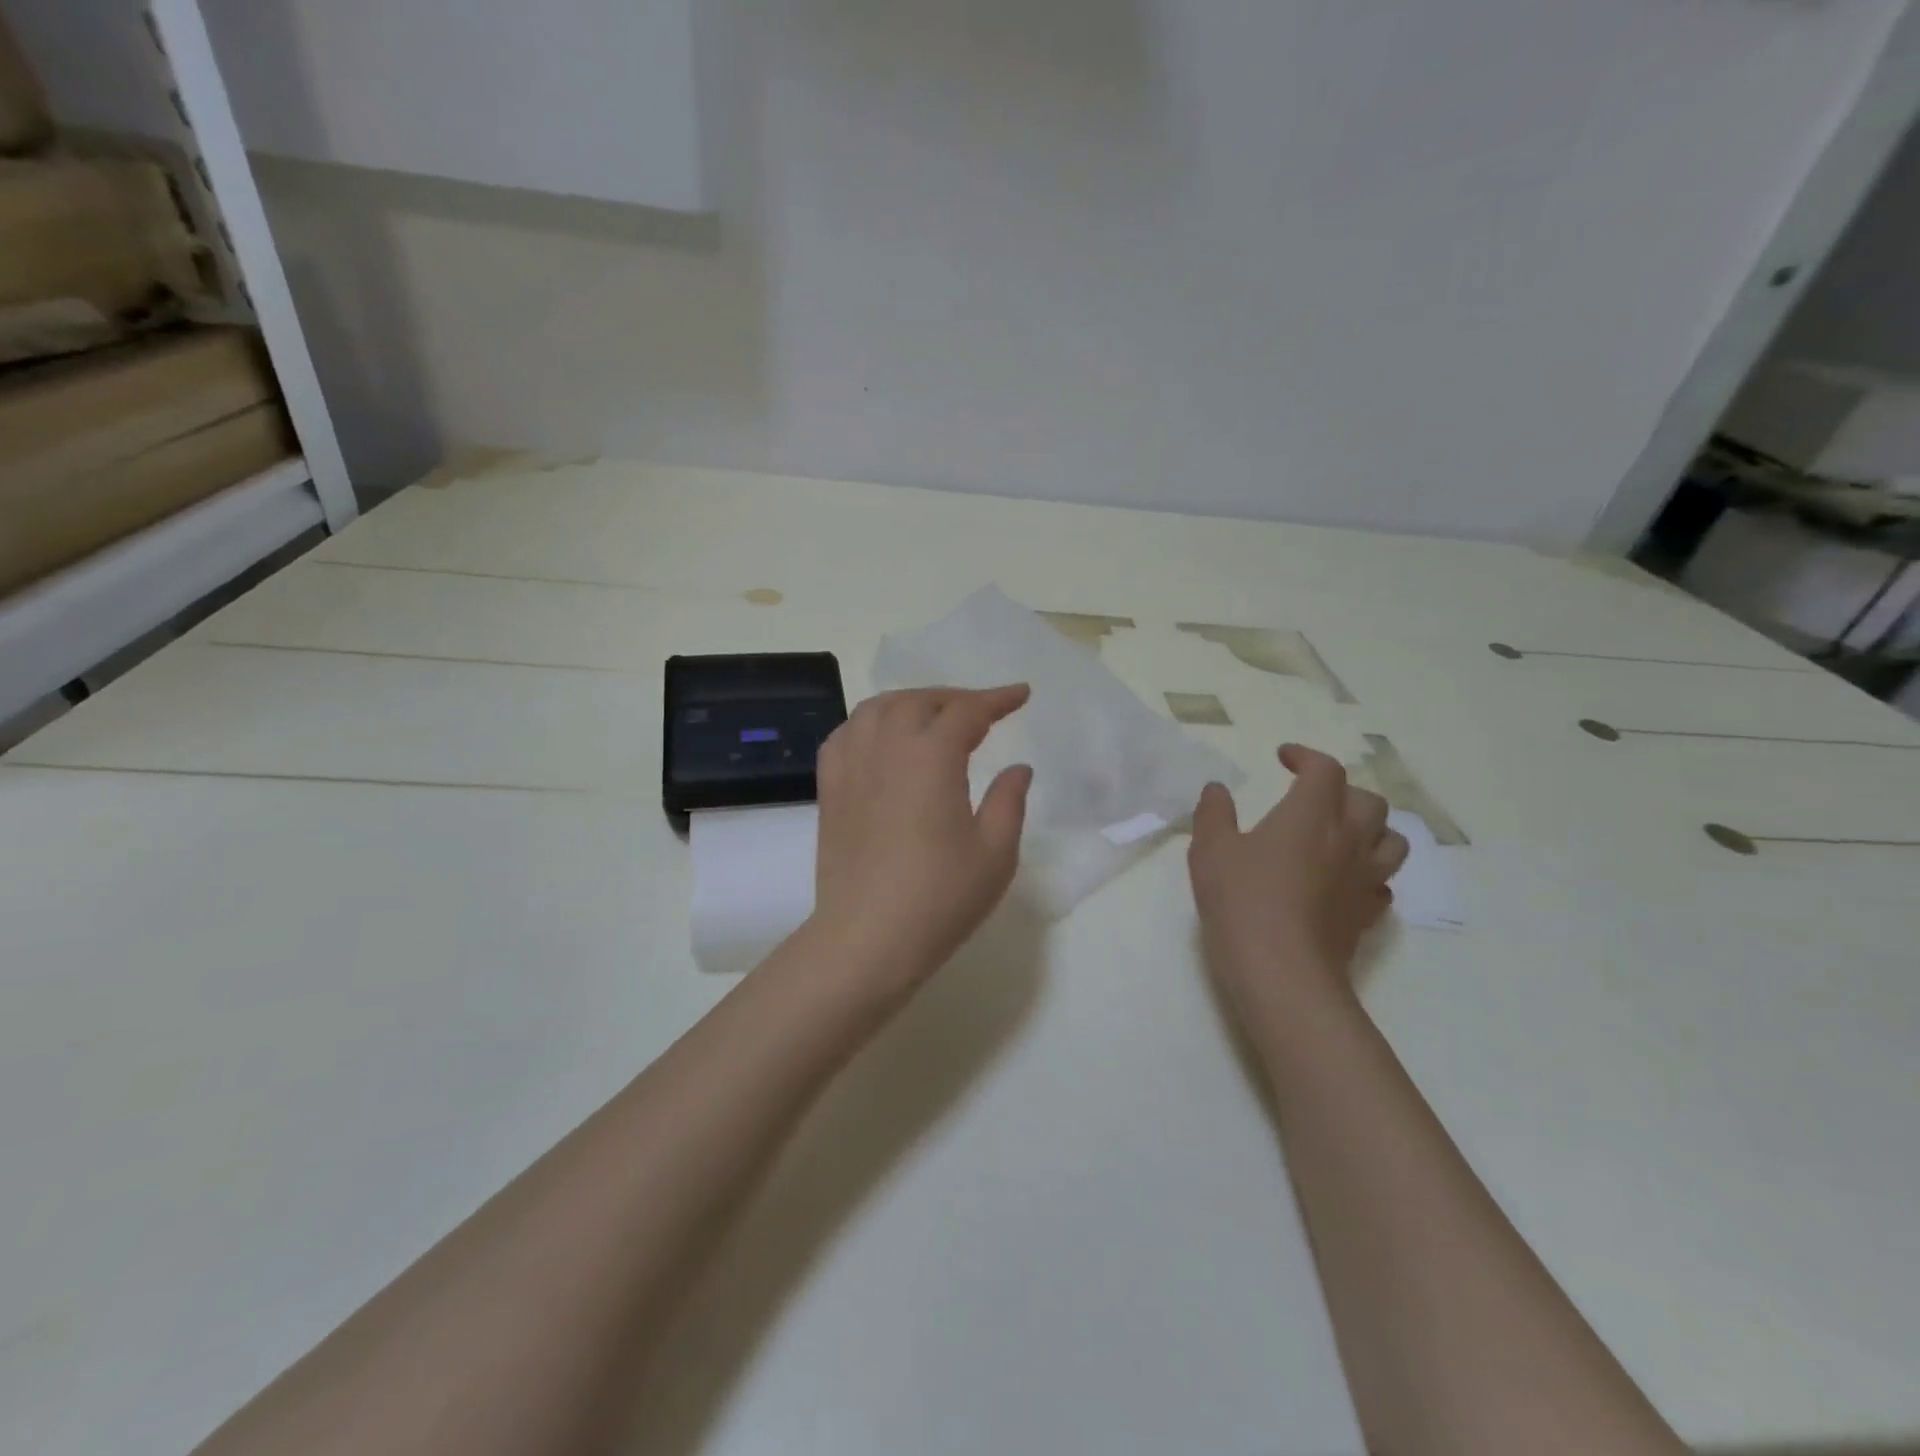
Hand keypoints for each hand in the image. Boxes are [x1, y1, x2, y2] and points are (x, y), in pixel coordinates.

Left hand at [809, 685, 1033, 993]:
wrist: (866, 938)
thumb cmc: (939, 898)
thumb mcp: (994, 854)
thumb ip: (1008, 801)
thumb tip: (1018, 768)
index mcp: (931, 757)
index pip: (967, 711)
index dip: (997, 699)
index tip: (1020, 694)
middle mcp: (887, 747)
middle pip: (920, 702)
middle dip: (955, 699)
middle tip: (981, 713)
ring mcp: (851, 766)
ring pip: (877, 709)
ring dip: (911, 703)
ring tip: (932, 717)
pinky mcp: (829, 788)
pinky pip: (846, 734)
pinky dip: (870, 723)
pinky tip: (882, 739)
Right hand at [1189, 744, 1408, 1020]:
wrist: (1282, 970)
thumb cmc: (1242, 900)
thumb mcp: (1211, 850)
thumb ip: (1213, 813)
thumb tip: (1217, 789)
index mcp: (1311, 814)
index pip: (1325, 769)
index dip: (1306, 756)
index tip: (1283, 758)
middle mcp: (1348, 839)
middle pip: (1368, 800)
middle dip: (1341, 791)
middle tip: (1311, 799)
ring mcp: (1364, 878)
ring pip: (1391, 839)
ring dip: (1370, 829)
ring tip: (1341, 835)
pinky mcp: (1368, 914)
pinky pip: (1381, 882)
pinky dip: (1367, 872)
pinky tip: (1343, 881)